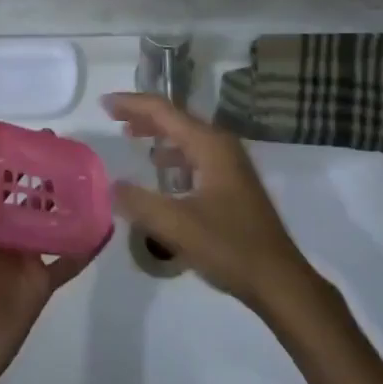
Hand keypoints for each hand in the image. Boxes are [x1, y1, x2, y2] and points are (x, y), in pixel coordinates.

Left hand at [0, 125, 90, 381]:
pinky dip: (89, 242)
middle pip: (25, 190)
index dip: (7, 149)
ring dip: (68, 198)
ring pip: (51, 218)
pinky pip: (71, 256)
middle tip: (66, 147)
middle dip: (43, 168)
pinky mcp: (44, 277)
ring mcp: (24, 253)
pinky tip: (107, 222)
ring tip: (91, 174)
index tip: (29, 130)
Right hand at [103, 94, 321, 318]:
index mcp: (210, 145)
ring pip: (187, 136)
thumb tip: (110, 186)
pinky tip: (161, 171)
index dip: (132, 104)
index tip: (104, 103)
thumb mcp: (178, 227)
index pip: (164, 111)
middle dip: (144, 115)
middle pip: (177, 118)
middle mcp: (221, 145)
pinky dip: (174, 155)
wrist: (278, 279)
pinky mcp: (232, 182)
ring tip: (130, 136)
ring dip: (158, 133)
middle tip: (113, 116)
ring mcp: (230, 163)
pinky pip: (196, 154)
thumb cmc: (230, 247)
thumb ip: (140, 203)